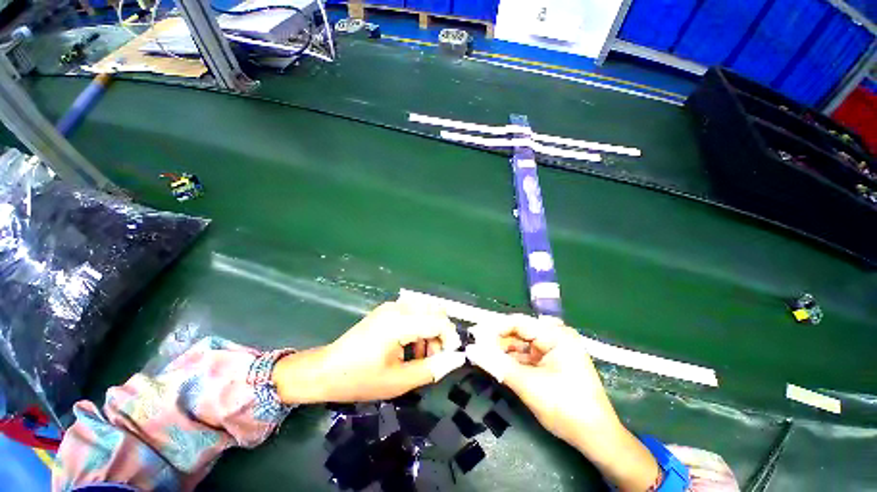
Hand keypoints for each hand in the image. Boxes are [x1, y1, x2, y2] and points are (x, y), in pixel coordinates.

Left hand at [272, 300, 465, 404]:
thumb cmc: (359, 379)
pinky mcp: (387, 310)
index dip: (450, 339)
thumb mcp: (398, 381)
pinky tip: (410, 347)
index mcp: (399, 323)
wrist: (325, 370)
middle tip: (433, 357)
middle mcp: (397, 308)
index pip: (438, 321)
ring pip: (426, 310)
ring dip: (431, 330)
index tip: (449, 358)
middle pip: (435, 310)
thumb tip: (457, 359)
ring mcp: (391, 306)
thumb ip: (431, 369)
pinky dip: (419, 327)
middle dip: (441, 333)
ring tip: (421, 356)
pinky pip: (414, 312)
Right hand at [465, 315, 618, 446]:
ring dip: (503, 351)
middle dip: (497, 340)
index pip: (518, 323)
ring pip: (521, 345)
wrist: (596, 438)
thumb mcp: (528, 385)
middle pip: (519, 333)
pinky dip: (512, 361)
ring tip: (483, 356)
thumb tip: (471, 349)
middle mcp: (555, 337)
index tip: (473, 334)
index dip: (494, 327)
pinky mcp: (551, 362)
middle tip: (476, 347)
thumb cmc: (566, 408)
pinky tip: (498, 364)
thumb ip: (497, 364)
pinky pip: (526, 356)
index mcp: (556, 335)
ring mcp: (554, 350)